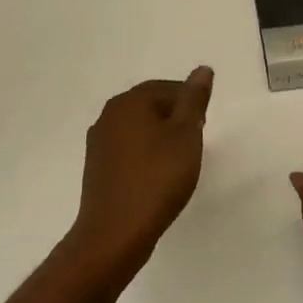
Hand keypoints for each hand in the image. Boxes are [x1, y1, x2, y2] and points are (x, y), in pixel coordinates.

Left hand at [67, 67, 213, 280]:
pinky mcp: (97, 168)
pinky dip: (146, 155)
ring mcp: (99, 143)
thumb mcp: (186, 134)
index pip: (166, 87)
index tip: (204, 124)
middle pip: (150, 105)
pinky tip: (158, 176)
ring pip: (138, 128)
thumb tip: (202, 69)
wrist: (116, 232)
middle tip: (196, 141)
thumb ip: (194, 99)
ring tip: (179, 161)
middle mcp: (108, 115)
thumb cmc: (157, 178)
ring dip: (160, 137)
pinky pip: (128, 150)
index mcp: (129, 102)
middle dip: (175, 118)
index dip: (190, 102)